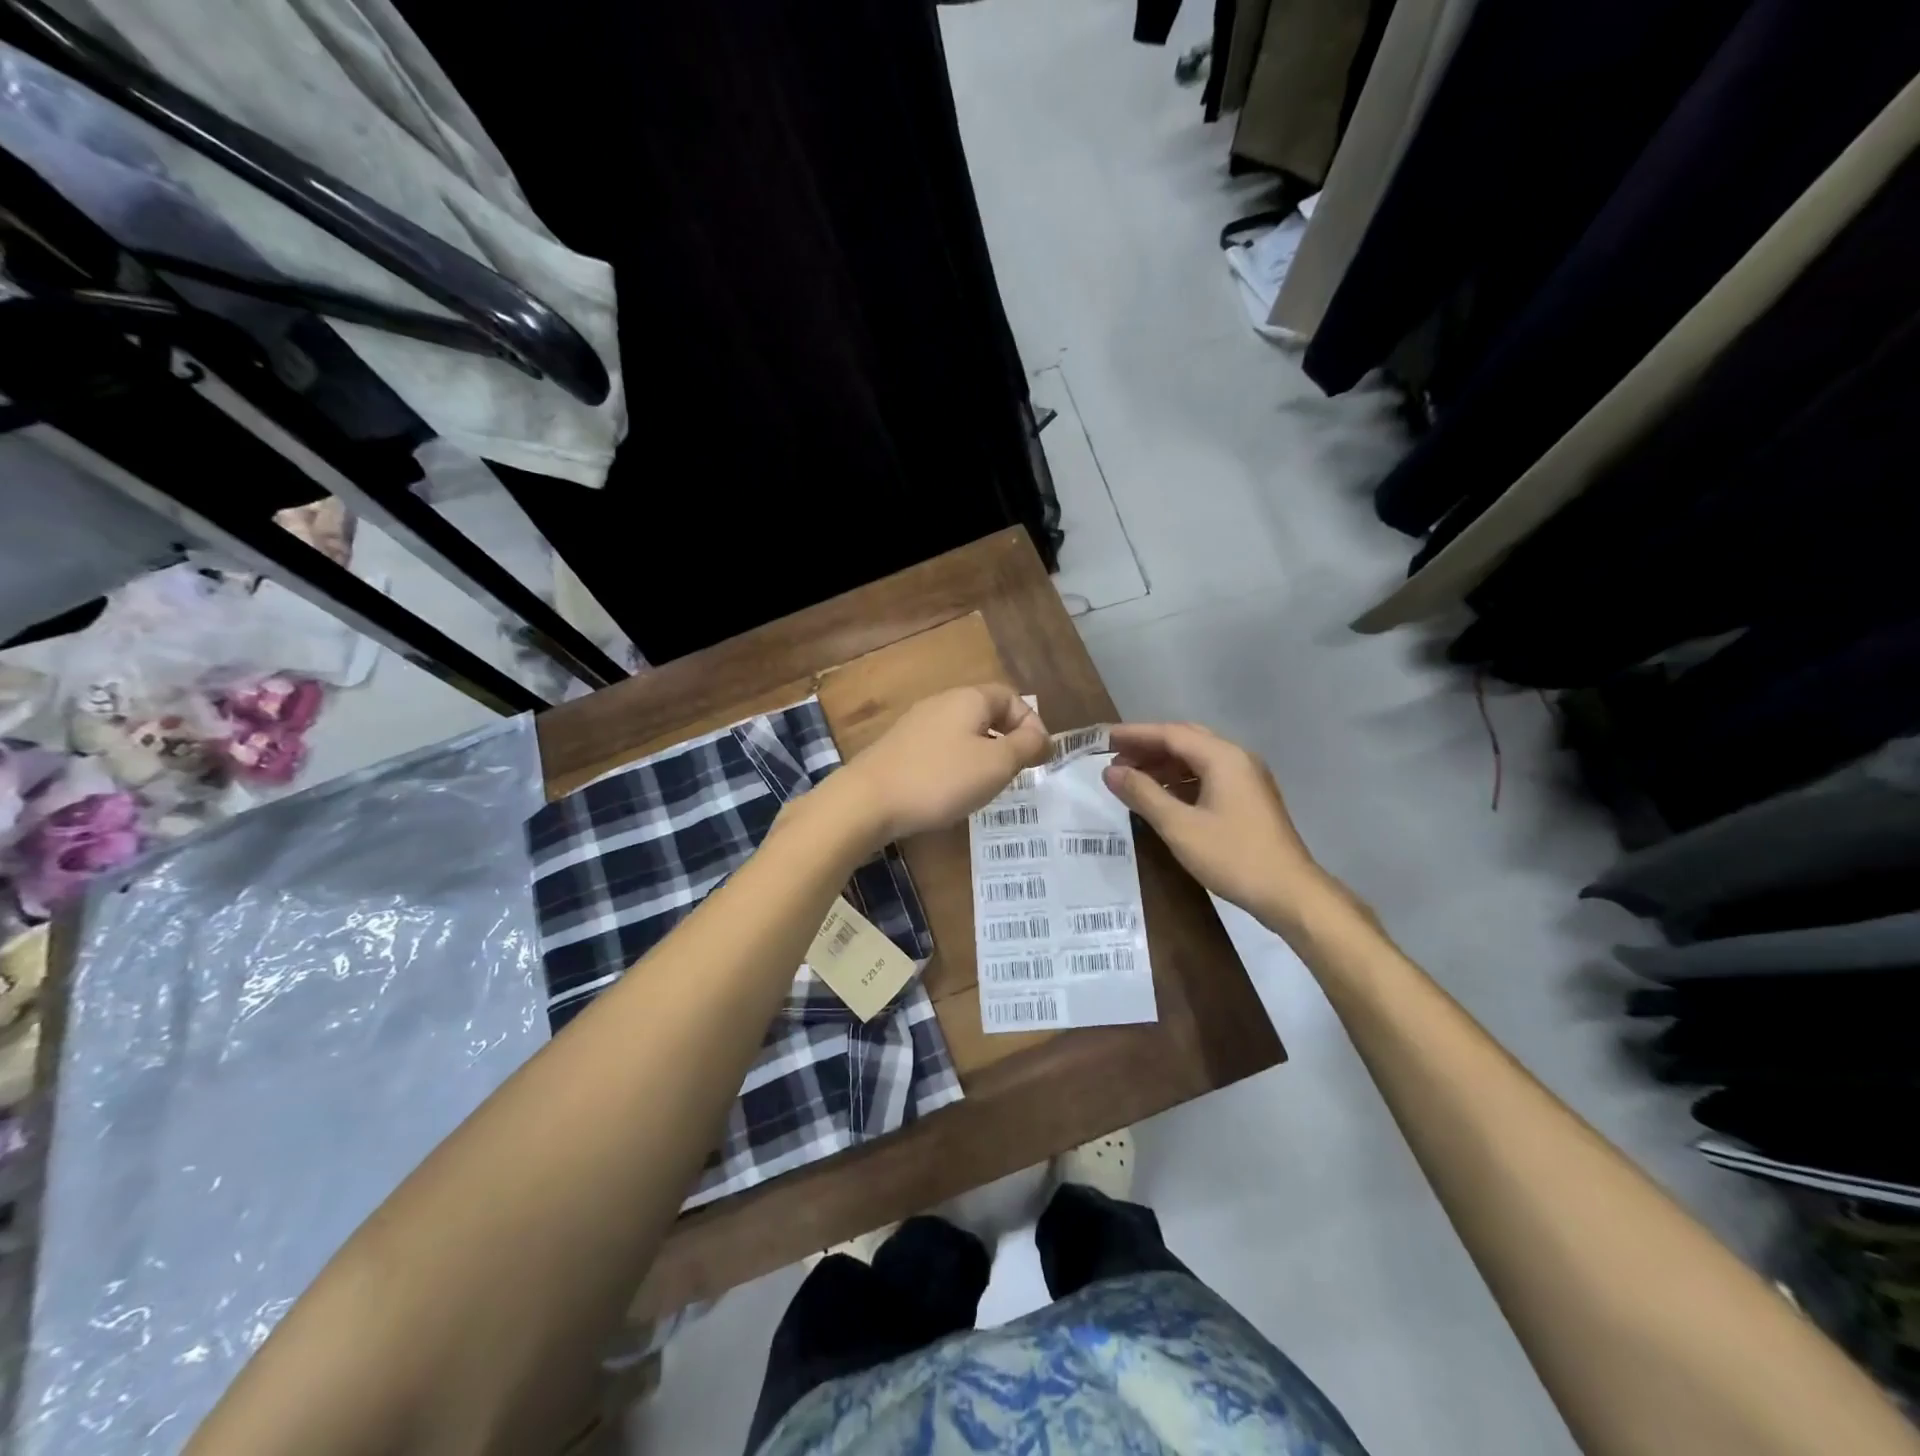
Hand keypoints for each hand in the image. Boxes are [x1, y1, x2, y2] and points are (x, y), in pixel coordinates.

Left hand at [838, 685, 1049, 844]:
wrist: (868, 800)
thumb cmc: (941, 779)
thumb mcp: (996, 765)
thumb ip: (1025, 747)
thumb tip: (1039, 736)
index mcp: (969, 699)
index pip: (1012, 698)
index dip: (1032, 724)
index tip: (1040, 757)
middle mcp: (942, 702)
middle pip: (987, 713)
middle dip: (1009, 739)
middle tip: (1019, 771)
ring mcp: (917, 724)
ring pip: (964, 732)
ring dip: (984, 753)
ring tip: (990, 784)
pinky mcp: (900, 747)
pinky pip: (942, 748)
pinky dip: (958, 764)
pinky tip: (954, 790)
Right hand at [1102, 722, 1338, 930]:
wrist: (1289, 893)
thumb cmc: (1233, 856)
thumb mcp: (1179, 826)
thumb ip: (1143, 794)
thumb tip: (1111, 771)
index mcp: (1223, 758)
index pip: (1171, 734)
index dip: (1135, 735)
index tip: (1105, 739)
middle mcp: (1237, 759)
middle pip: (1186, 741)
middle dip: (1149, 746)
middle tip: (1116, 757)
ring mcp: (1247, 779)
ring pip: (1198, 759)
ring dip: (1164, 764)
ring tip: (1132, 777)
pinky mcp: (1249, 799)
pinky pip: (1208, 776)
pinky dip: (1181, 780)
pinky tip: (1162, 796)